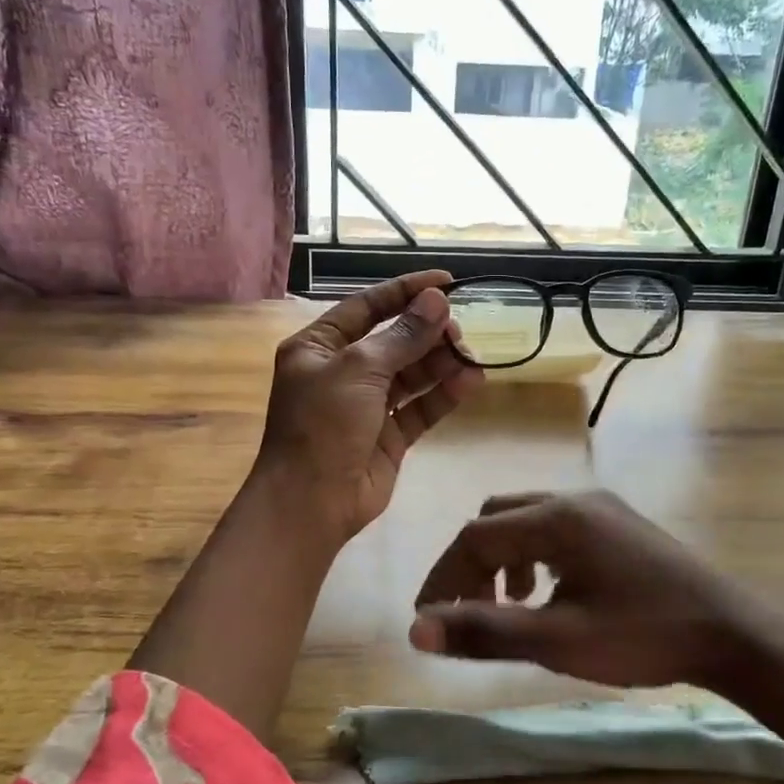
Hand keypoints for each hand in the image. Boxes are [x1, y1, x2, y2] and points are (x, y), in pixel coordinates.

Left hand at [254, 271, 483, 544]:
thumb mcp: (359, 370)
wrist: (311, 502)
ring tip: (469, 355)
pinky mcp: (389, 435)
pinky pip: (420, 406)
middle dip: (427, 332)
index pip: (367, 307)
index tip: (446, 281)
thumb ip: (402, 336)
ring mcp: (367, 405)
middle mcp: (342, 371)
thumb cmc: (323, 425)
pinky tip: (471, 381)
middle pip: (393, 339)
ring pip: (411, 373)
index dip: (405, 291)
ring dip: (440, 362)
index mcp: (319, 346)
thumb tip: (436, 301)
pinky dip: (444, 393)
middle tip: (458, 330)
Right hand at [411, 490, 783, 687]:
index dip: (443, 578)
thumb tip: (416, 630)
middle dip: (471, 564)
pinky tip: (549, 593)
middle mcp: (574, 499)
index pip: (475, 537)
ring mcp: (601, 507)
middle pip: (496, 518)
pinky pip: (557, 527)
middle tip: (466, 612)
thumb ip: (485, 632)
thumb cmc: (643, 637)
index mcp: (556, 519)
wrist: (733, 633)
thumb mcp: (558, 641)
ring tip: (508, 606)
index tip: (429, 621)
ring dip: (502, 559)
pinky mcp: (619, 523)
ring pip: (526, 520)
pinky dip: (534, 556)